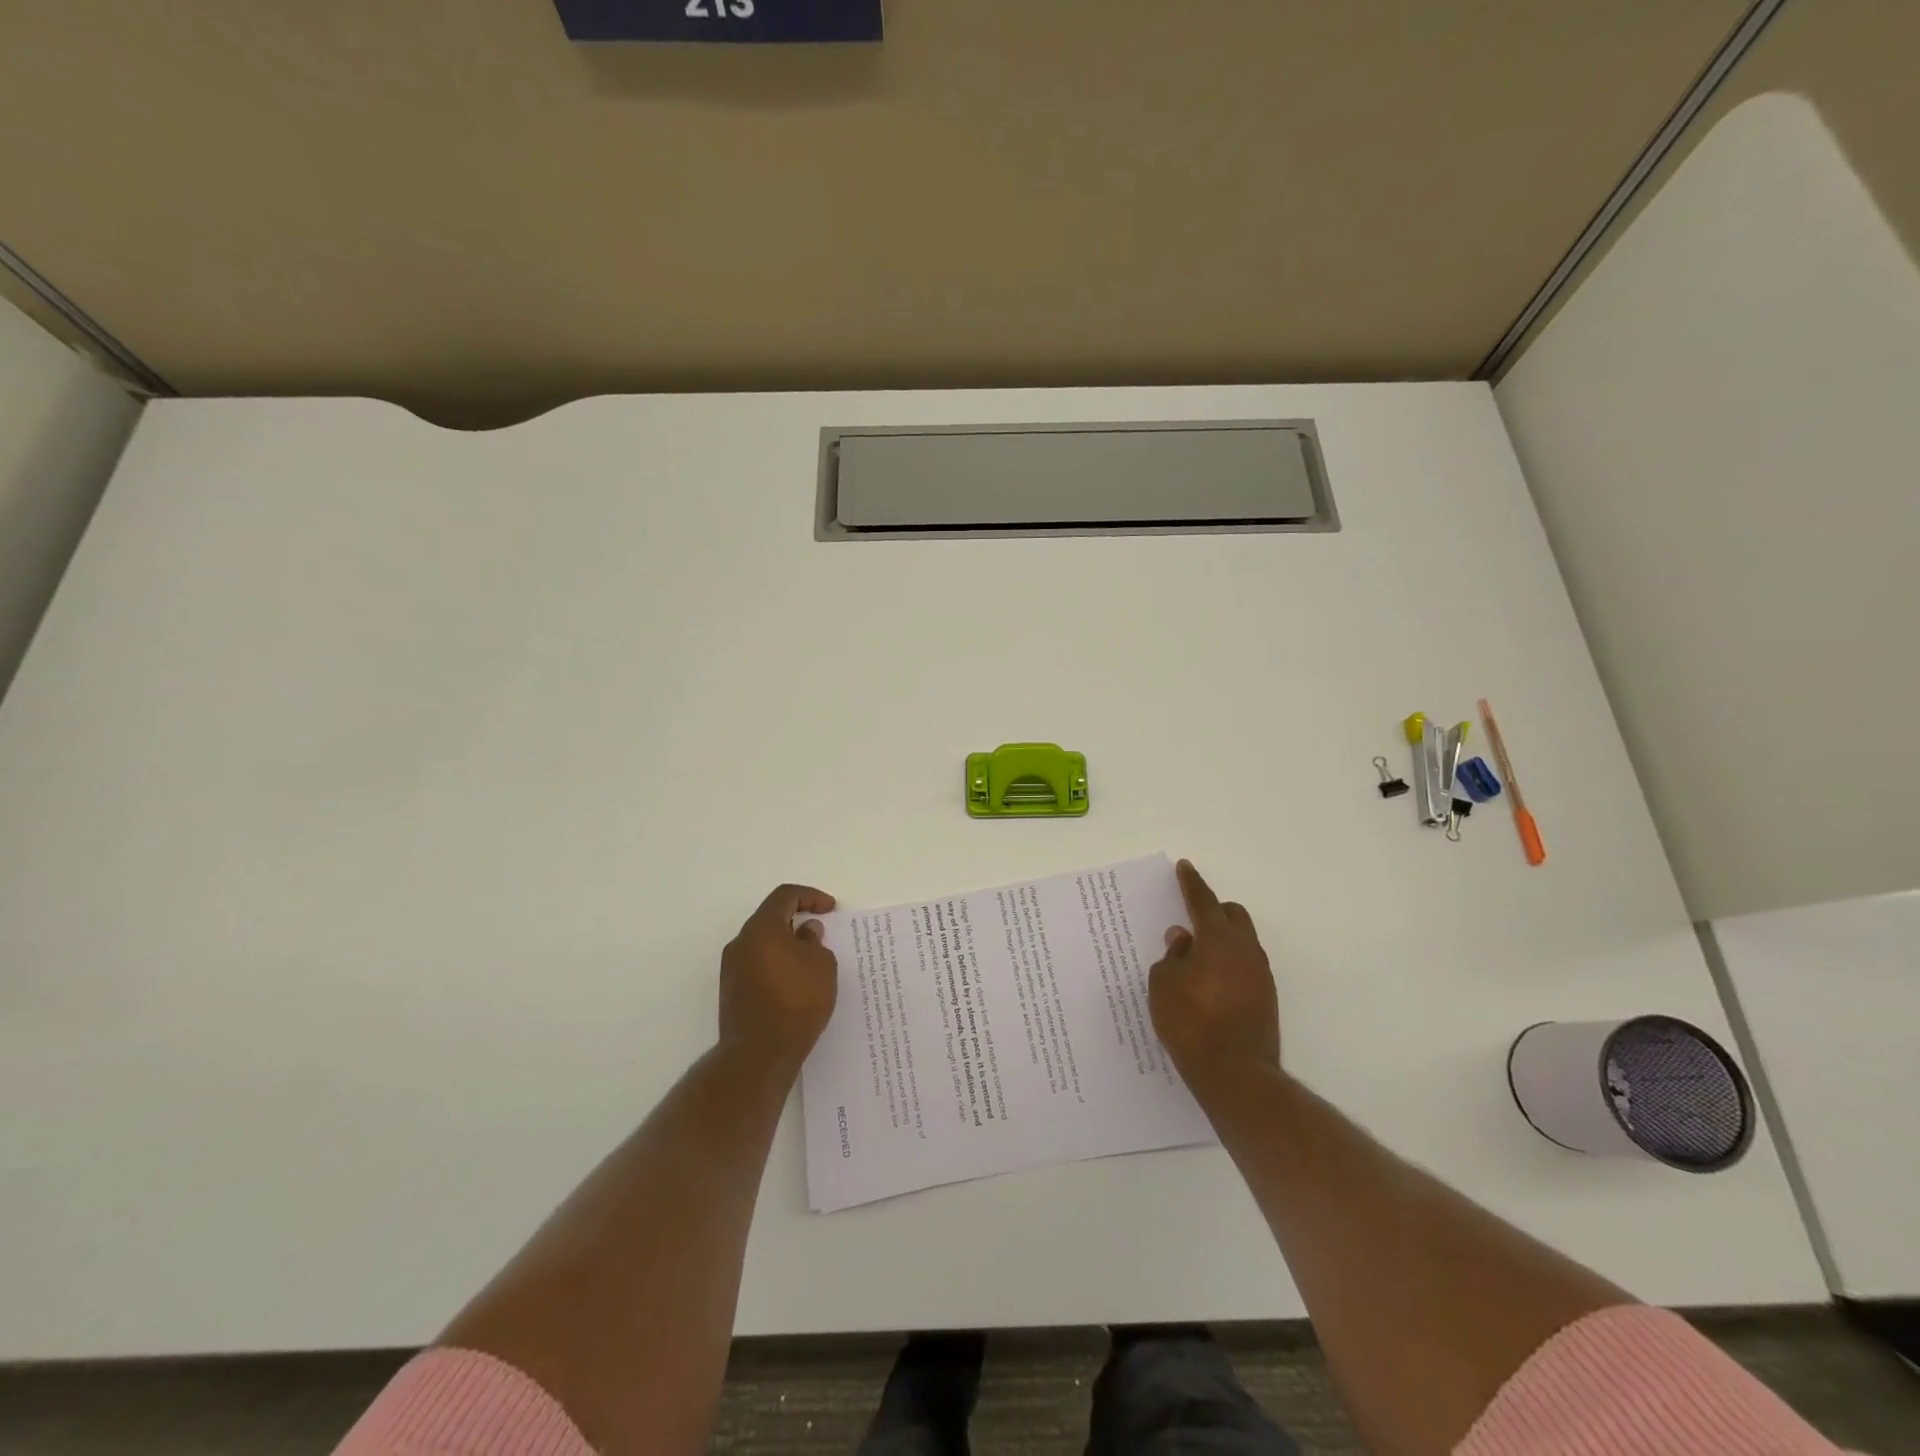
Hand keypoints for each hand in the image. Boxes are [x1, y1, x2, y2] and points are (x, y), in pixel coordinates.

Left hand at [719, 884, 838, 1071]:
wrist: (759, 1053)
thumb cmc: (797, 1001)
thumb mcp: (822, 965)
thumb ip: (816, 942)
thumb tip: (805, 933)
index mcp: (762, 928)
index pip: (785, 896)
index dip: (811, 896)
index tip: (830, 908)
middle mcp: (741, 942)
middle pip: (770, 919)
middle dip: (797, 921)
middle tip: (821, 933)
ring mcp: (732, 968)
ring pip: (763, 944)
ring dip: (786, 945)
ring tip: (811, 961)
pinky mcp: (731, 991)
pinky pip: (758, 965)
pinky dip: (777, 965)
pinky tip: (795, 982)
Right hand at [1150, 860, 1280, 1083]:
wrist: (1235, 1074)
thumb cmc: (1190, 1022)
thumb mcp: (1164, 984)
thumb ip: (1172, 956)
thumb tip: (1183, 940)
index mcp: (1218, 939)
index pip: (1203, 901)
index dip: (1191, 883)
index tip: (1185, 867)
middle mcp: (1245, 950)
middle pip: (1233, 915)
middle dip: (1212, 911)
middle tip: (1189, 921)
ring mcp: (1260, 976)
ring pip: (1242, 942)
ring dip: (1221, 941)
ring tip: (1196, 958)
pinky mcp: (1266, 1000)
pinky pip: (1245, 967)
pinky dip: (1228, 965)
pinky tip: (1209, 983)